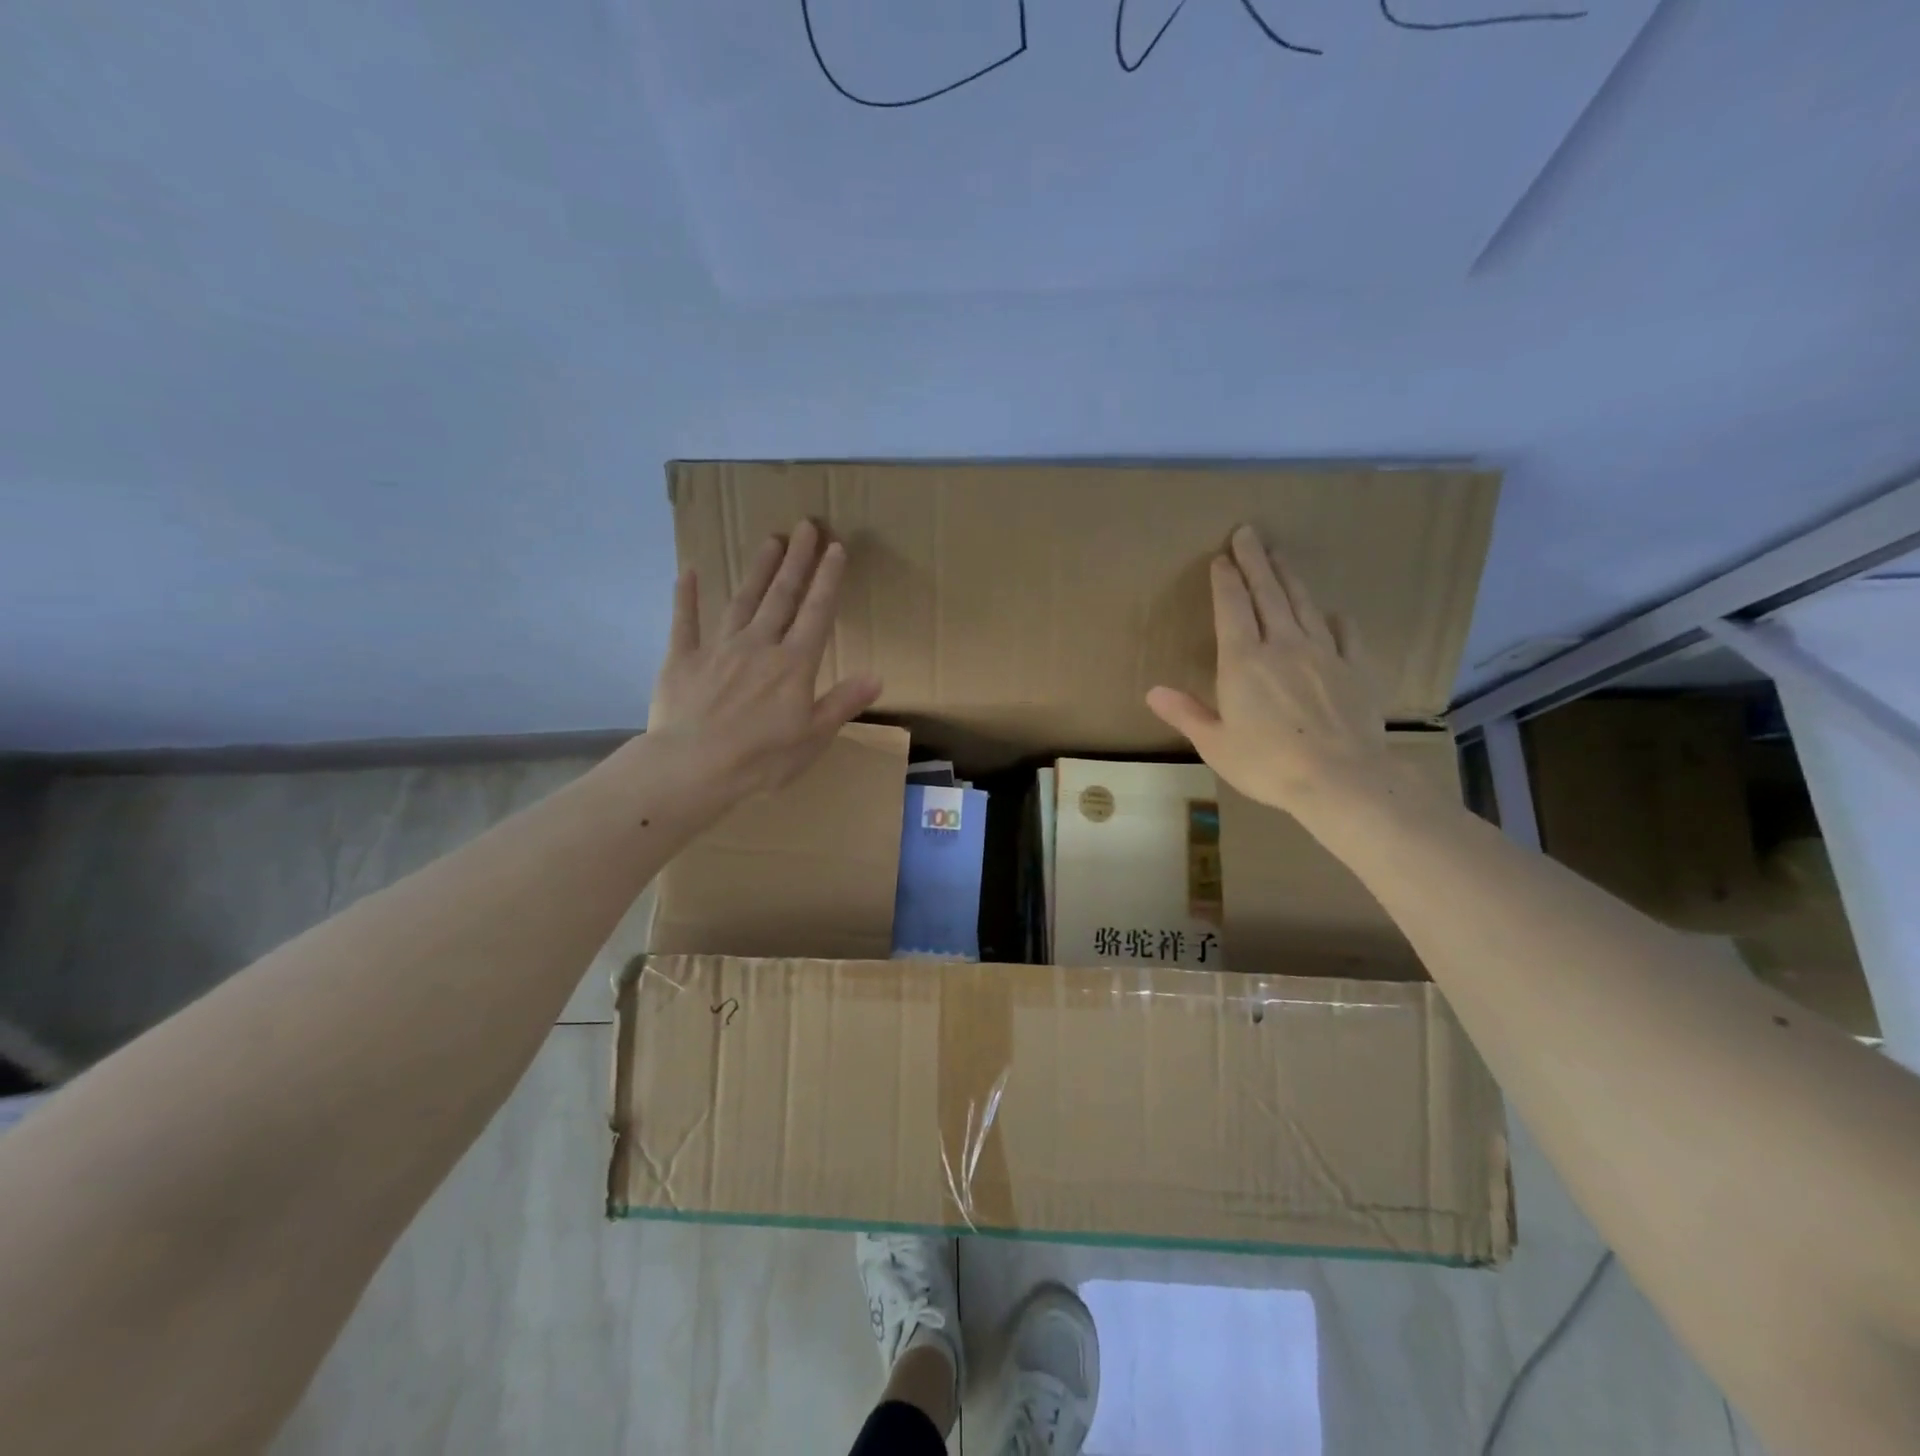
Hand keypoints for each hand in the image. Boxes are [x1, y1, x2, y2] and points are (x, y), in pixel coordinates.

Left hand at [648, 520, 882, 800]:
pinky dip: (687, 597)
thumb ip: (843, 702)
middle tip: (805, 526)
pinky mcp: (683, 660)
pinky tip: (689, 571)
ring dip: (758, 570)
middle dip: (796, 561)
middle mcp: (759, 646)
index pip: (817, 614)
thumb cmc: (761, 758)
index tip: (835, 547)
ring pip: (742, 601)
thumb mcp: (814, 737)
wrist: (694, 767)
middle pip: (781, 597)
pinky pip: (685, 622)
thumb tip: (877, 676)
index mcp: (793, 665)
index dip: (828, 580)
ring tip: (769, 541)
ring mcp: (718, 649)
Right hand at [1147, 525, 1392, 816]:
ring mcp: (1323, 653)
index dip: (1226, 580)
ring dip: (1289, 577)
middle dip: (1255, 561)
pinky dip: (1334, 617)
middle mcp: (1283, 645)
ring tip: (1280, 555)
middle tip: (1248, 533)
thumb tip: (1153, 692)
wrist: (1341, 779)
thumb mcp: (1215, 744)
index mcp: (1244, 661)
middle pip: (1268, 593)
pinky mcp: (1355, 668)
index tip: (1221, 558)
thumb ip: (1186, 713)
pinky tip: (1331, 611)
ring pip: (1303, 604)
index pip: (1232, 607)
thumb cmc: (1268, 764)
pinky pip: (1345, 633)